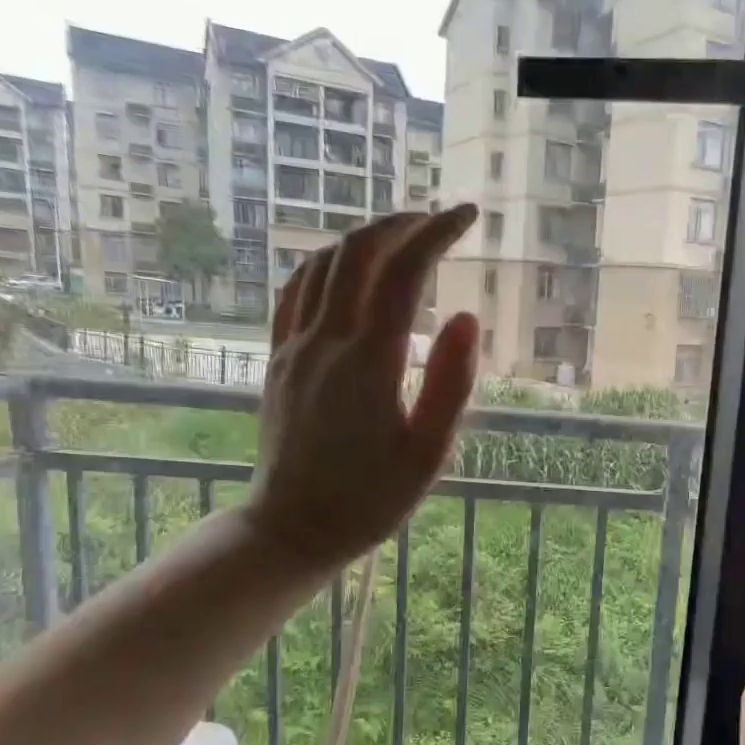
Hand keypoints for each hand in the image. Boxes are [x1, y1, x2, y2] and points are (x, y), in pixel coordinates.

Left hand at [246, 204, 479, 575]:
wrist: (292, 528)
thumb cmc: (372, 499)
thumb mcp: (429, 452)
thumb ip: (452, 383)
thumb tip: (466, 317)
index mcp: (369, 361)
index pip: (404, 273)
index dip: (436, 234)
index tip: (466, 216)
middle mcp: (326, 341)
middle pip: (358, 253)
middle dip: (400, 224)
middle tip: (437, 219)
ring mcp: (294, 347)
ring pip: (323, 264)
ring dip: (364, 238)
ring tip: (401, 236)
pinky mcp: (278, 359)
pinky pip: (296, 291)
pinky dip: (326, 263)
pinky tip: (346, 267)